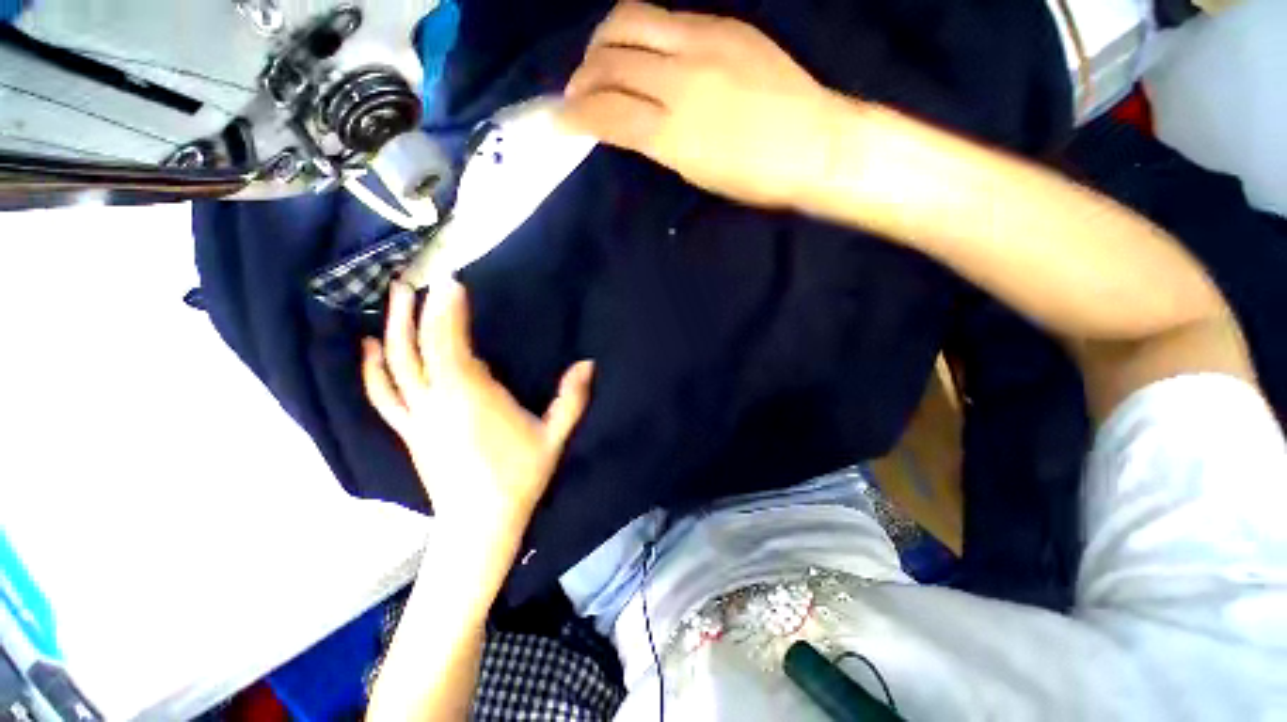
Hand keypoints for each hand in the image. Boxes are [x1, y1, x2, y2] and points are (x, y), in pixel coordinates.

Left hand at [362, 279, 593, 548]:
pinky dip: (374, 369)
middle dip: (415, 311)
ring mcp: (417, 417)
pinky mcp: (409, 431)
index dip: (448, 311)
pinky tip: (370, 349)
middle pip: (417, 349)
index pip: (451, 344)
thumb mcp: (554, 437)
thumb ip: (571, 398)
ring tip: (392, 299)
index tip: (452, 282)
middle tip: (414, 280)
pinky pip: (383, 394)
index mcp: (472, 398)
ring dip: (391, 330)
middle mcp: (437, 401)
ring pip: (395, 367)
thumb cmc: (519, 477)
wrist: (480, 524)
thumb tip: (588, 363)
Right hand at [561, 1, 837, 208]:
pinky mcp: (724, 24)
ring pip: (629, 21)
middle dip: (582, 76)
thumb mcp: (694, 172)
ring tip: (600, 63)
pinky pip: (665, 17)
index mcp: (673, 132)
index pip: (606, 113)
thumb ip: (655, 142)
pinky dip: (640, 34)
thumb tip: (625, 123)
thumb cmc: (754, 177)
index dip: (574, 115)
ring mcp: (703, 41)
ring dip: (602, 42)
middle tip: (577, 92)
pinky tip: (642, 53)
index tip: (560, 120)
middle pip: (609, 59)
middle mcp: (680, 78)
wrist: (814, 144)